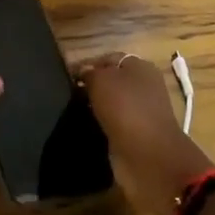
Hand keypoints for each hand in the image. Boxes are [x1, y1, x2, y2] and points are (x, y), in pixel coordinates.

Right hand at [76, 53, 214, 214]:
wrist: (148, 156)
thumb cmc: (126, 109)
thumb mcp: (102, 80)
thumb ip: (89, 72)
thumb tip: (83, 72)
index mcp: (141, 67)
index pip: (108, 58)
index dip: (86, 65)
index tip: (65, 76)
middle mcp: (143, 87)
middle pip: (110, 81)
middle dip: (89, 87)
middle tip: (66, 94)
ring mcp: (140, 113)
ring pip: (110, 104)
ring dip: (93, 108)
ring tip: (70, 112)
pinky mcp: (135, 136)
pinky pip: (112, 125)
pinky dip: (99, 126)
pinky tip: (83, 128)